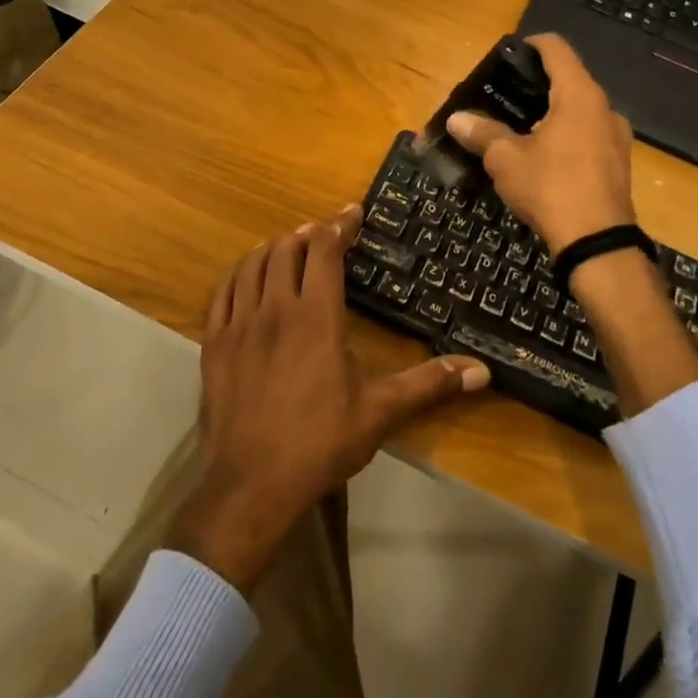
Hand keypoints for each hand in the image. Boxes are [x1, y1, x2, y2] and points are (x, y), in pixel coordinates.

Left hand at [168, 208, 489, 591]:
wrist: (253, 484)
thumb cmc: (320, 442)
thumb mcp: (380, 412)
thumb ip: (429, 385)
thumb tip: (482, 371)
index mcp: (316, 316)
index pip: (326, 252)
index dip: (340, 226)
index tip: (353, 213)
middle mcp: (275, 308)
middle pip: (287, 249)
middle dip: (308, 234)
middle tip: (324, 236)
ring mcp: (239, 324)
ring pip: (252, 264)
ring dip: (273, 248)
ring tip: (289, 248)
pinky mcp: (214, 343)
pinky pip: (222, 291)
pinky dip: (238, 273)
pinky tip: (246, 276)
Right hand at [446, 34, 636, 255]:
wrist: (596, 243)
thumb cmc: (550, 187)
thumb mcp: (506, 160)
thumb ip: (482, 134)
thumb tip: (455, 119)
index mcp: (579, 95)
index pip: (557, 49)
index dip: (532, 45)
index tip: (510, 55)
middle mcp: (604, 108)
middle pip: (570, 79)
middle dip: (538, 84)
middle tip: (506, 95)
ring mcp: (617, 136)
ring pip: (581, 110)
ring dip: (554, 112)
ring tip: (522, 127)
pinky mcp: (619, 163)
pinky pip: (590, 135)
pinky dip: (568, 134)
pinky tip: (546, 156)